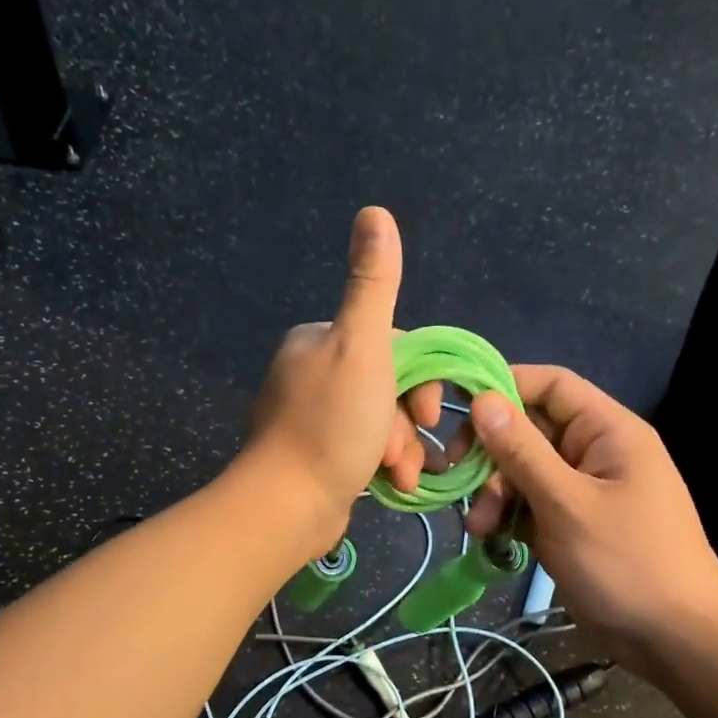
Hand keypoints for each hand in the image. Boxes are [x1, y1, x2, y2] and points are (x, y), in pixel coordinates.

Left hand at [241, 207, 441, 548]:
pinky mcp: (314, 456)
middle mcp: (309, 373)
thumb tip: (374, 212)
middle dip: (408, 420)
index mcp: (316, 341)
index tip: (429, 412)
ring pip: (380, 421)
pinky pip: (363, 449)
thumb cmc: (331, 424)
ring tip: (401, 475)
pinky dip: (382, 465)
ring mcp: (310, 418)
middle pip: (387, 385)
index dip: (419, 377)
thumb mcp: (361, 346)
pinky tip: (391, 485)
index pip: (390, 343)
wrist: (287, 505)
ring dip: (401, 447)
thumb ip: (372, 283)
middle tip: (408, 449)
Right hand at [453, 366, 717, 677]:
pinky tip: (490, 539)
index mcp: (607, 431)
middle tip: (456, 475)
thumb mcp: (567, 503)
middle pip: (528, 430)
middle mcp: (593, 451)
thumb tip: (483, 399)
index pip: (551, 385)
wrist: (675, 639)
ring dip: (494, 493)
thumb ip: (522, 451)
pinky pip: (529, 503)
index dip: (505, 386)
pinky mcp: (570, 522)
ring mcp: (581, 489)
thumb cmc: (627, 562)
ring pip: (522, 471)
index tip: (458, 408)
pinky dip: (507, 516)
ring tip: (480, 527)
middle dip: (491, 454)